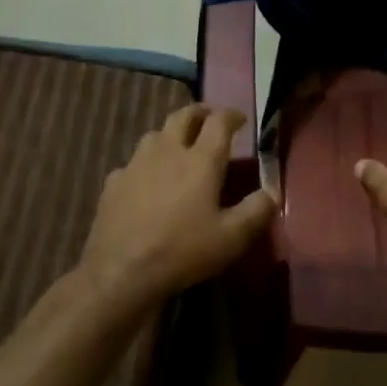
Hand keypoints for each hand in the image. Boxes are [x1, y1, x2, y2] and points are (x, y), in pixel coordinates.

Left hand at [79, 104, 275, 307]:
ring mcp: (136, 164)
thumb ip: (257, 210)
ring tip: (178, 147)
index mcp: (200, 160)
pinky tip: (145, 181)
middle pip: (183, 116)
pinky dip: (144, 165)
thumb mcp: (232, 237)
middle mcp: (167, 151)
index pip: (219, 122)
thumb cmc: (183, 251)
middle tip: (209, 120)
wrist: (121, 272)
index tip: (241, 118)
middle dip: (199, 112)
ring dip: (171, 134)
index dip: (232, 115)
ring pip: (155, 134)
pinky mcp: (113, 183)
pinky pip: (132, 163)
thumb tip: (273, 191)